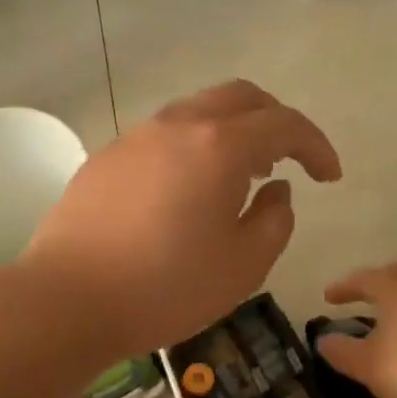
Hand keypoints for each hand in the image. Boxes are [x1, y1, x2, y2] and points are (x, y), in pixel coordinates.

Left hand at [22, 81, 340, 357]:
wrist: (67, 300)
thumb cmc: (166, 287)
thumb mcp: (244, 265)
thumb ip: (276, 219)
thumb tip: (277, 189)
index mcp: (219, 146)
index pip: (284, 124)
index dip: (316, 145)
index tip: (329, 176)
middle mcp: (178, 125)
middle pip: (241, 97)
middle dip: (275, 121)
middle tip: (287, 160)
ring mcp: (137, 136)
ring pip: (199, 111)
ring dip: (232, 132)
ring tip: (241, 175)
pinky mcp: (108, 156)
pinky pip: (165, 135)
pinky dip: (194, 146)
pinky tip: (189, 190)